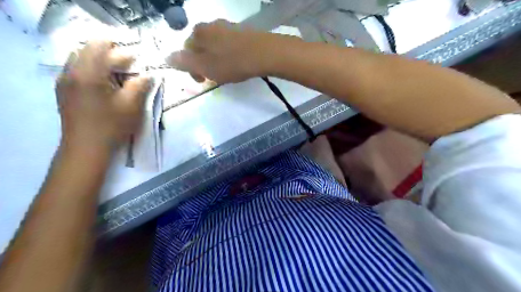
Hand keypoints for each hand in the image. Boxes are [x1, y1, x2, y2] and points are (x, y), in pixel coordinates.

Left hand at [56, 40, 151, 150]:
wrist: (86, 147)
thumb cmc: (112, 126)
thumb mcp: (132, 105)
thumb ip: (140, 85)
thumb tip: (148, 74)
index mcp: (89, 73)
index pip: (102, 47)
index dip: (122, 52)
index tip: (137, 63)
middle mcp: (71, 71)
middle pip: (89, 50)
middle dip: (111, 55)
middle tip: (129, 69)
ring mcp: (64, 81)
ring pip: (81, 59)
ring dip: (100, 63)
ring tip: (117, 77)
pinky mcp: (64, 90)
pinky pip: (76, 70)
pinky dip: (92, 71)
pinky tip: (104, 85)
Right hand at [167, 19, 273, 82]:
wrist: (264, 53)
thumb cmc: (232, 62)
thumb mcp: (205, 66)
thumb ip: (185, 62)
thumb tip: (166, 57)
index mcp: (199, 32)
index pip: (186, 51)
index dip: (192, 69)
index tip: (202, 81)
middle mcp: (211, 25)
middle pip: (201, 47)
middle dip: (204, 64)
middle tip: (214, 77)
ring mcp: (228, 27)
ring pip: (215, 46)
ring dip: (216, 60)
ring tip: (226, 73)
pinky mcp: (243, 32)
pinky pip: (229, 45)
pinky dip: (228, 55)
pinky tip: (237, 63)